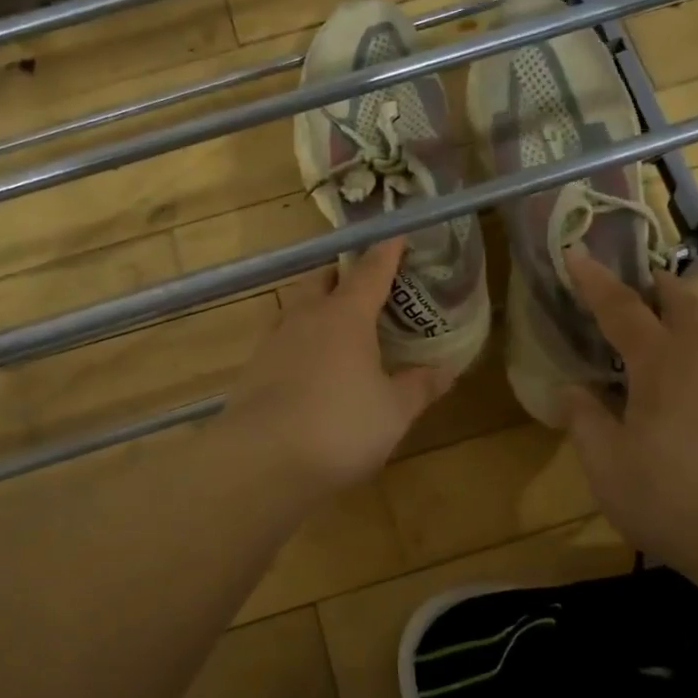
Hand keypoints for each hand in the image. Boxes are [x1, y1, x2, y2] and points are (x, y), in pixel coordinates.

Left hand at [224, 239, 454, 492]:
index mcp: (345, 316)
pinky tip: (305, 361)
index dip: (386, 253)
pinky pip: (279, 337)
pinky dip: (297, 338)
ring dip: (314, 303)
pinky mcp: (252, 369)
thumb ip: (419, 386)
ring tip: (334, 320)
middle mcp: (306, 317)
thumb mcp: (393, 412)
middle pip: (322, 279)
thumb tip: (446, 369)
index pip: (370, 272)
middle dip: (342, 274)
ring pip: (295, 305)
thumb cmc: (339, 427)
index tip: (397, 236)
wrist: (260, 461)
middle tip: (363, 283)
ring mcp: (273, 341)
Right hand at [563, 248, 697, 569]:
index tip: (575, 253)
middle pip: (683, 303)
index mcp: (661, 364)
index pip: (622, 309)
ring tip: (669, 331)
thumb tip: (575, 389)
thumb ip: (584, 420)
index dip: (594, 281)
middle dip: (656, 285)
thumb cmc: (669, 498)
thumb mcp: (605, 464)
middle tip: (635, 283)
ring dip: (690, 317)